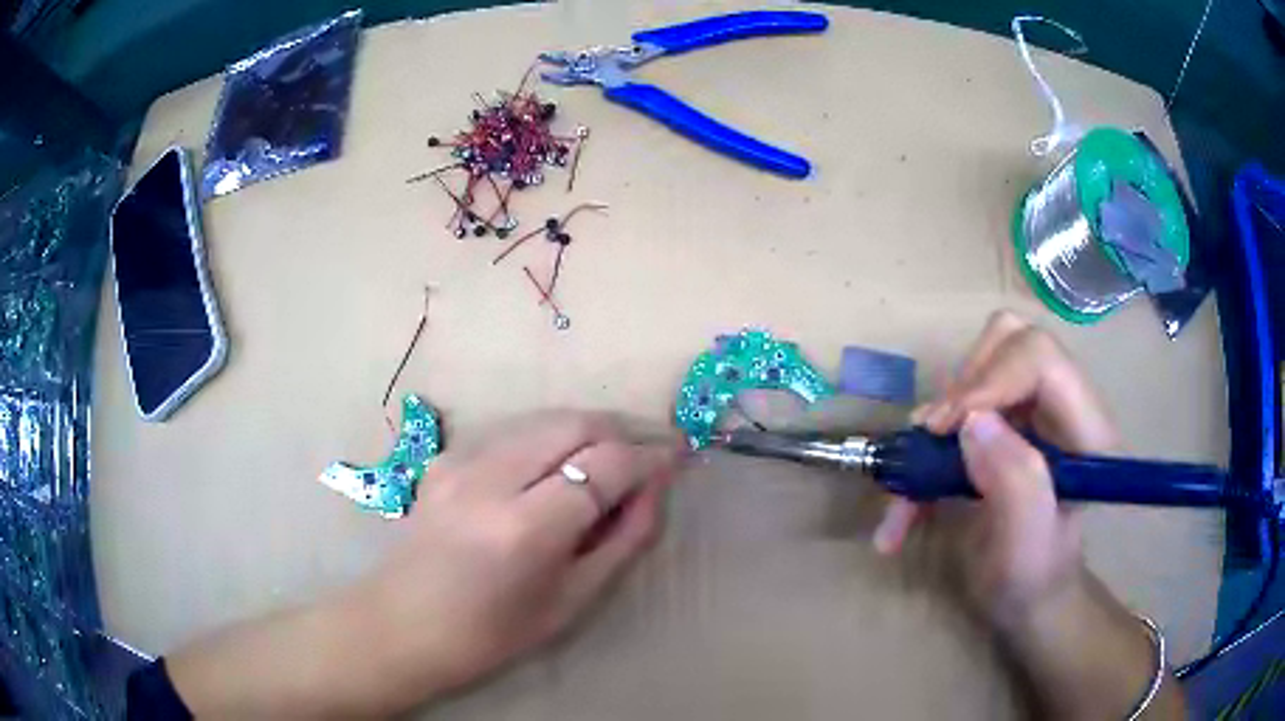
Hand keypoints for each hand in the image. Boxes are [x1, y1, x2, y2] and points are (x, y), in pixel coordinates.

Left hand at [165, 411, 684, 718]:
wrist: (401, 623)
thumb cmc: (491, 633)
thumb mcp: (572, 601)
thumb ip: (623, 539)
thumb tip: (655, 489)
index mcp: (525, 528)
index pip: (606, 465)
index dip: (650, 457)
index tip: (678, 457)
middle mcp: (491, 478)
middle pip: (576, 422)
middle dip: (624, 429)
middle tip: (652, 451)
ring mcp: (461, 459)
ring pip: (547, 416)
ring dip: (590, 428)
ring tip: (615, 455)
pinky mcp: (447, 455)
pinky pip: (516, 429)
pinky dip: (551, 436)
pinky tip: (561, 463)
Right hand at [868, 312, 1183, 717]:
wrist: (1024, 598)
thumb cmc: (1030, 582)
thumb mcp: (1025, 548)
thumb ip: (1016, 484)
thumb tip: (973, 421)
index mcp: (1086, 431)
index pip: (1041, 358)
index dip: (988, 380)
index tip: (942, 430)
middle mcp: (1064, 405)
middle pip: (1009, 339)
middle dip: (962, 386)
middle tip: (932, 439)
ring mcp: (1034, 409)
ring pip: (979, 361)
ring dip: (938, 417)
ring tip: (913, 482)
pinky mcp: (1007, 419)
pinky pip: (960, 398)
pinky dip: (926, 444)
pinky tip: (908, 502)